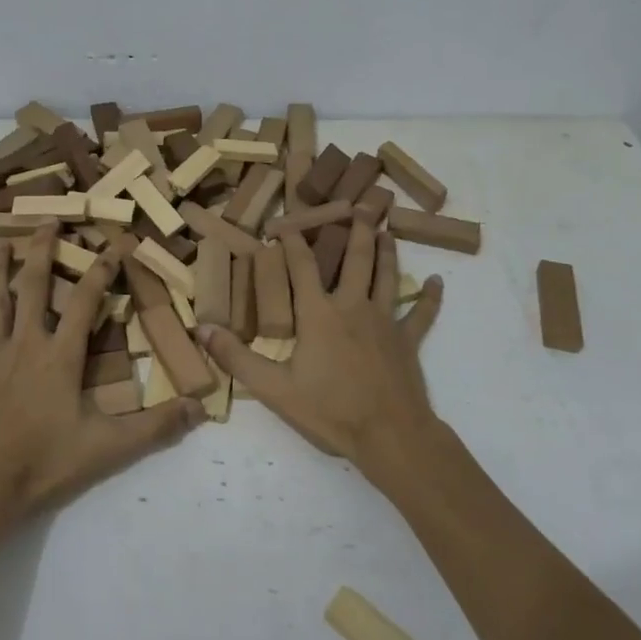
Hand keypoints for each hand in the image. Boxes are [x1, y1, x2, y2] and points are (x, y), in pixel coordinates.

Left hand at [0, 223, 204, 528]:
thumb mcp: (108, 448)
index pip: (85, 301)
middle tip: (47, 220)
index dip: (102, 270)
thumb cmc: (43, 463)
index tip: (114, 245)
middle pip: (34, 286)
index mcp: (60, 356)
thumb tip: (199, 407)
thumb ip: (155, 427)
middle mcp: (27, 345)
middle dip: (42, 250)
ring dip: (0, 269)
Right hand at [201, 218, 443, 476]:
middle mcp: (354, 306)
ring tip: (387, 228)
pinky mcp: (408, 340)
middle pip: (356, 258)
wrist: (389, 435)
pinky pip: (422, 313)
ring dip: (387, 250)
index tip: (285, 222)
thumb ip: (237, 358)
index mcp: (319, 313)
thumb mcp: (274, 389)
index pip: (303, 266)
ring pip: (387, 275)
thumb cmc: (330, 410)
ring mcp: (385, 321)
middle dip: (356, 229)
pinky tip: (438, 281)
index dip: (293, 242)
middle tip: (361, 204)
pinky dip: (430, 296)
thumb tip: (202, 329)